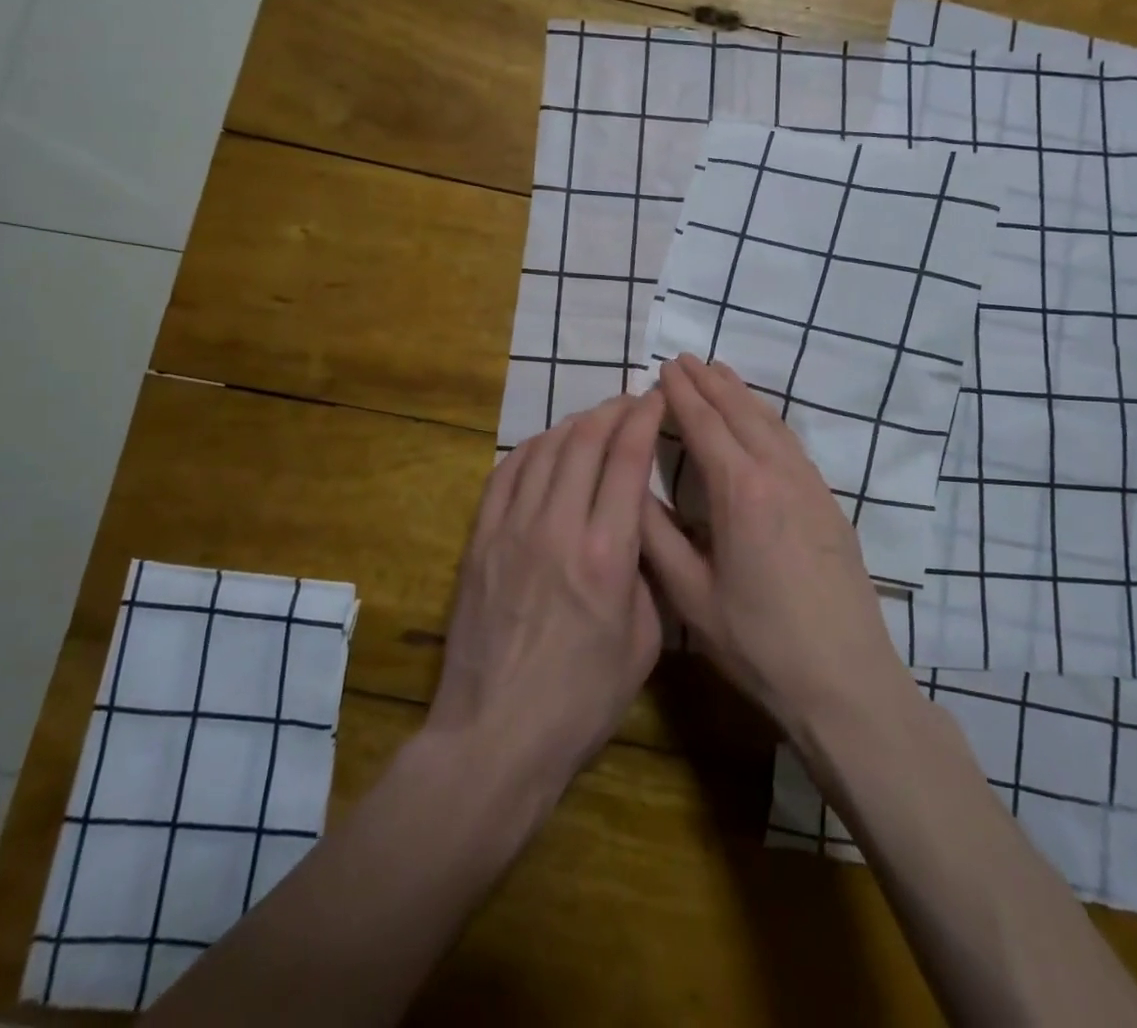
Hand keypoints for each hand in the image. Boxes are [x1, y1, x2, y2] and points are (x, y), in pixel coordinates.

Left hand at [425, 391, 665, 802]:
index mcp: (607, 554)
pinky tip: (545, 447)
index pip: (627, 459)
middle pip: (585, 441)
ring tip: (593, 422)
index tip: (656, 399)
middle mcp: (558, 527)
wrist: (495, 737)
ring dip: (573, 424)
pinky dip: (530, 449)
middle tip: (629, 403)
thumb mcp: (644, 644)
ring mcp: (511, 530)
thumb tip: (636, 532)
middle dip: (612, 411)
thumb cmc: (581, 701)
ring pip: (544, 449)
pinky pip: (505, 474)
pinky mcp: (479, 541)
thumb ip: (645, 576)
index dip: (644, 418)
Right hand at [640, 355, 907, 739]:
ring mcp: (811, 486)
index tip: (663, 367)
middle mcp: (778, 474)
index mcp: (739, 491)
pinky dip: (768, 419)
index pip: (704, 424)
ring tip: (720, 373)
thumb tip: (627, 488)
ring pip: (771, 423)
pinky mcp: (829, 503)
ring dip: (742, 394)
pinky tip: (762, 422)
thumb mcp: (691, 596)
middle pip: (740, 412)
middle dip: (710, 382)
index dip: (681, 394)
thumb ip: (655, 536)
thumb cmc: (758, 643)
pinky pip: (792, 443)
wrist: (846, 681)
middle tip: (685, 358)